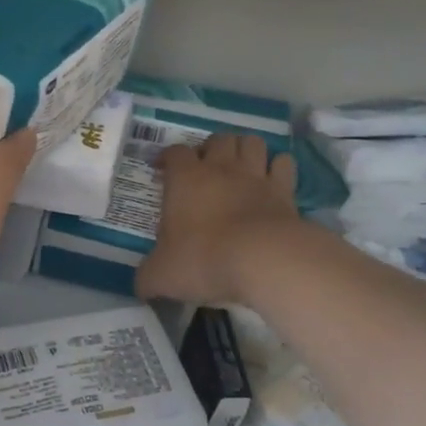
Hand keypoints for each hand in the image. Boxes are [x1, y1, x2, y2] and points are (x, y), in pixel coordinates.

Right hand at [136, 133, 300, 304]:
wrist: (263, 260)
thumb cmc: (204, 259)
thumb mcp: (162, 275)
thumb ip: (147, 277)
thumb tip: (141, 286)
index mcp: (186, 179)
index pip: (175, 152)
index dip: (167, 157)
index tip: (162, 169)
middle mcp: (221, 168)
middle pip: (218, 139)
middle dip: (211, 148)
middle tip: (205, 168)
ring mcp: (256, 176)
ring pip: (252, 142)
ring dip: (244, 149)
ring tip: (240, 166)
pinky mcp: (285, 190)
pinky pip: (284, 164)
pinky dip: (278, 167)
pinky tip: (272, 179)